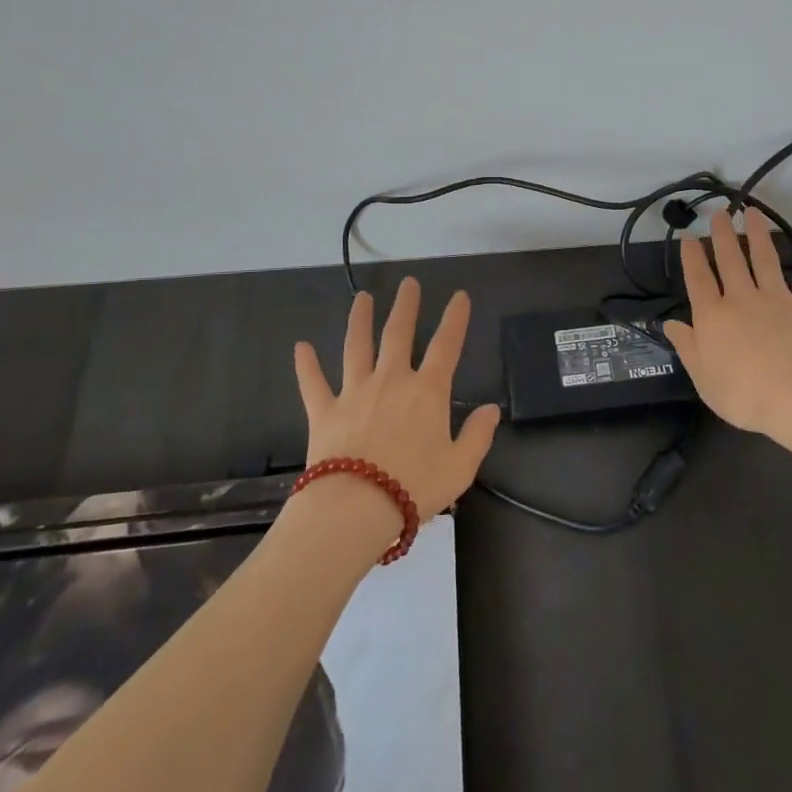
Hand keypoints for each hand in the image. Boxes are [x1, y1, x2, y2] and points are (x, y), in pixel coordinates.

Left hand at [294, 278, 501, 522]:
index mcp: (427, 392)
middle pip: (398, 334)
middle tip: (408, 283)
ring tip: (362, 298)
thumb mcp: (460, 467)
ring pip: (356, 347)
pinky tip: (300, 347)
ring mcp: (354, 392)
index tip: (459, 295)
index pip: (446, 345)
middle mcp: (391, 381)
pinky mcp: (324, 411)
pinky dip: (306, 365)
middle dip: (406, 306)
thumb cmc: (414, 487)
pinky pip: (313, 383)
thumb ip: (478, 435)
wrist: (355, 509)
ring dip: (359, 320)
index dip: (455, 318)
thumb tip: (491, 409)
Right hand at [663, 208, 791, 452]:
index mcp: (714, 317)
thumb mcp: (703, 378)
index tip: (688, 236)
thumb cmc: (745, 396)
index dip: (691, 257)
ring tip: (753, 211)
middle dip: (722, 234)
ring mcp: (779, 299)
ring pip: (765, 258)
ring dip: (758, 233)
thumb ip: (687, 347)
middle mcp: (743, 299)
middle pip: (730, 260)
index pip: (698, 279)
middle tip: (719, 212)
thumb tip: (669, 323)